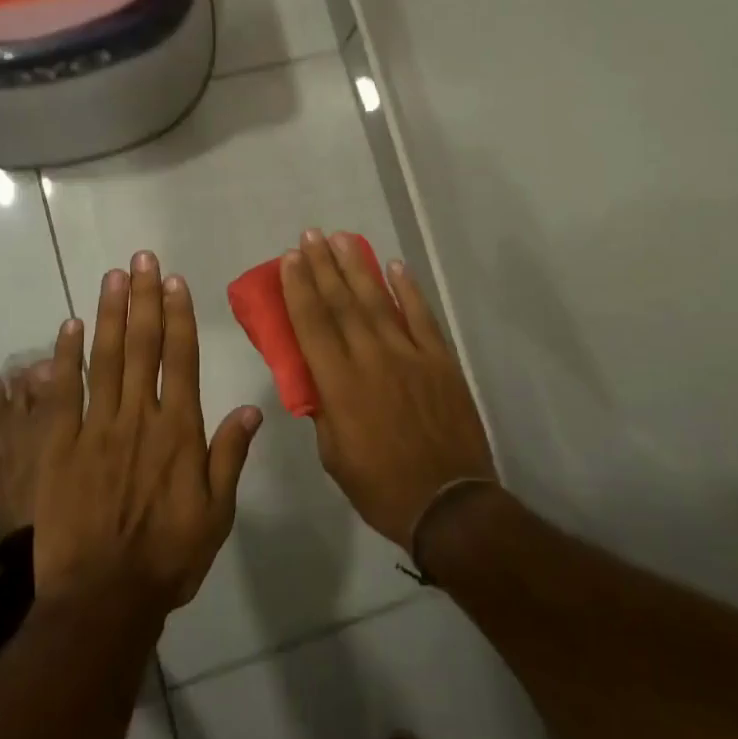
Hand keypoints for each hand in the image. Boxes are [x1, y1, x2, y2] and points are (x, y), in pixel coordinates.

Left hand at [33, 252, 262, 609]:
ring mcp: (96, 429)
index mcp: (179, 432)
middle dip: (145, 298)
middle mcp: (140, 418)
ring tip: (114, 276)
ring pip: (106, 359)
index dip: (179, 317)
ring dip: (111, 314)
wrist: (103, 599)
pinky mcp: (59, 447)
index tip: (176, 282)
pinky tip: (70, 325)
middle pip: (143, 347)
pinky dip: (66, 357)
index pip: (182, 360)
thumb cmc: (168, 557)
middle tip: (143, 259)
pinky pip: (64, 393)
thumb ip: (230, 457)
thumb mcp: (217, 513)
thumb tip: (250, 409)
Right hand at [281, 230, 496, 547]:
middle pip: (342, 302)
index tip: (289, 259)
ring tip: (342, 238)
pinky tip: (395, 266)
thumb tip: (317, 379)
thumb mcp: (334, 455)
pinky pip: (421, 316)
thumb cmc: (381, 486)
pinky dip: (408, 289)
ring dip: (358, 267)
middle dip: (323, 265)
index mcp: (339, 384)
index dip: (299, 288)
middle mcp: (371, 359)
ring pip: (378, 300)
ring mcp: (410, 355)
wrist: (448, 503)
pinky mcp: (440, 360)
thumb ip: (324, 409)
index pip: (312, 324)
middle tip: (310, 235)